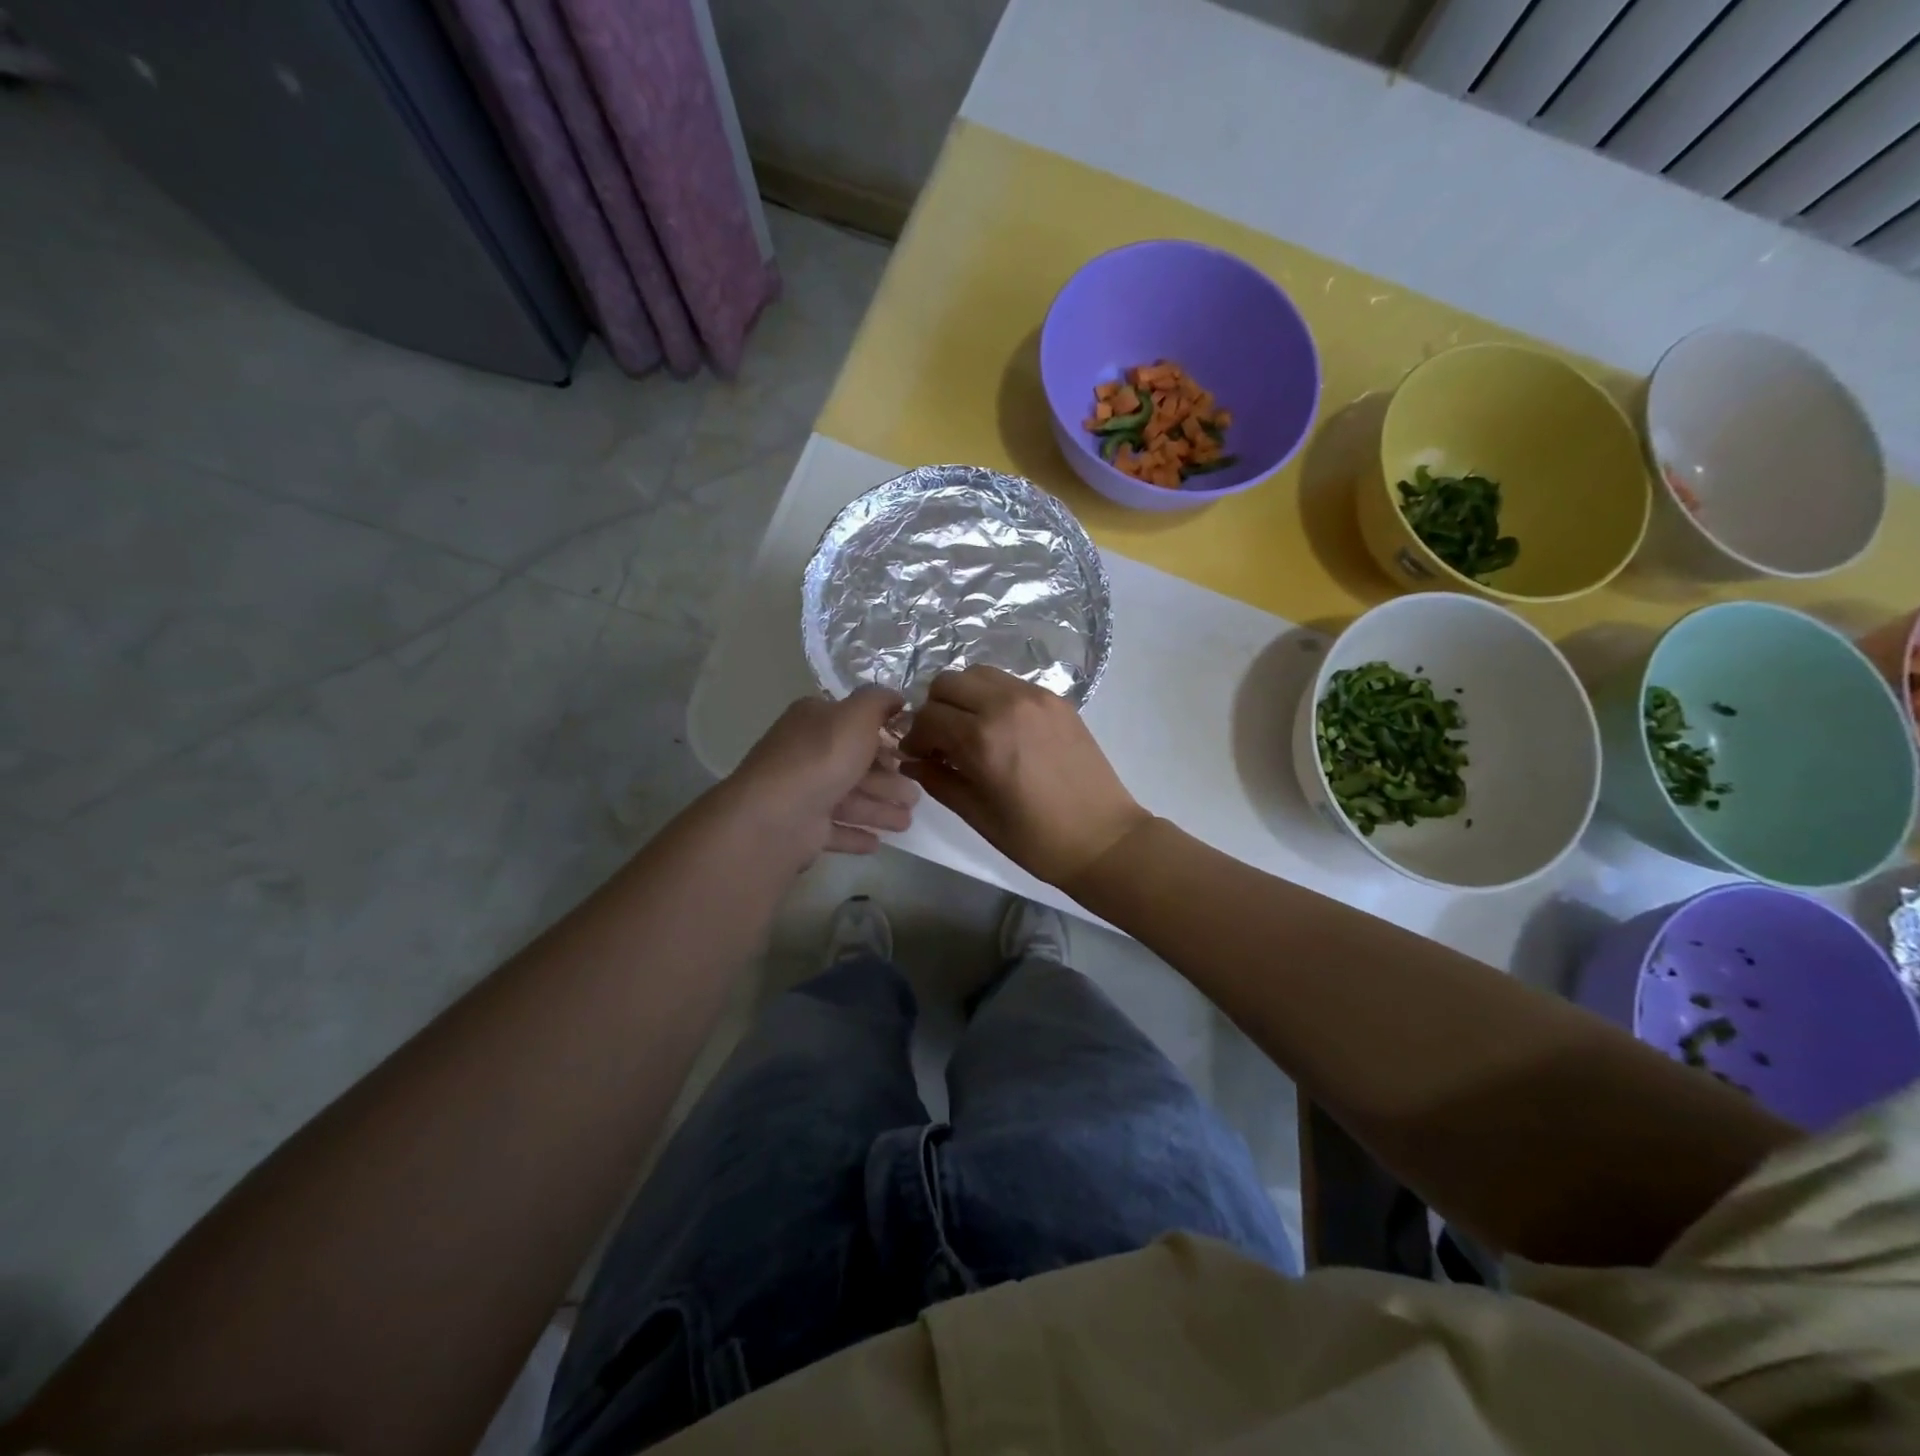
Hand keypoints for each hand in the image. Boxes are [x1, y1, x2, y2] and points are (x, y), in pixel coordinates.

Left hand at [726, 686, 920, 858]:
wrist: (778, 816)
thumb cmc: (822, 758)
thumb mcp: (857, 715)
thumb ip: (878, 701)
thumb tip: (895, 696)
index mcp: (813, 721)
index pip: (852, 723)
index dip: (882, 736)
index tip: (909, 751)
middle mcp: (804, 753)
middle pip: (853, 765)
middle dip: (887, 780)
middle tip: (915, 796)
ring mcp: (801, 793)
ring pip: (848, 799)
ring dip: (879, 809)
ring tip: (907, 822)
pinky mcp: (801, 829)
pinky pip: (834, 830)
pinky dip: (855, 834)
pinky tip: (877, 842)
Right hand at [900, 666, 1150, 886]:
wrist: (1102, 838)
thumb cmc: (1035, 838)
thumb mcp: (977, 814)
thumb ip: (938, 780)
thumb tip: (911, 761)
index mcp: (982, 738)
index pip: (928, 717)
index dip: (914, 737)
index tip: (917, 756)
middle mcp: (1005, 705)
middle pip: (948, 682)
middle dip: (934, 709)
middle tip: (939, 740)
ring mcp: (1035, 698)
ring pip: (979, 674)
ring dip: (963, 696)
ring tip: (968, 729)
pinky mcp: (1057, 700)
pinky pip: (1011, 683)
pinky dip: (993, 696)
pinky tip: (1000, 728)